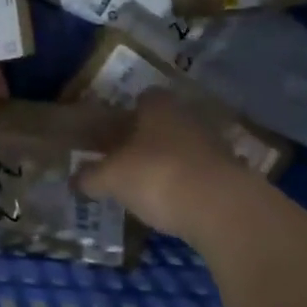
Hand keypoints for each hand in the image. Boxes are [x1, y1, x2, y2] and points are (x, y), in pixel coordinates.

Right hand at [76, 89, 259, 238]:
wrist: (221, 208)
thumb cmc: (156, 176)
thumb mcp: (110, 178)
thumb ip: (90, 176)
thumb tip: (75, 178)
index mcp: (159, 106)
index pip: (144, 97)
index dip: (127, 113)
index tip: (113, 133)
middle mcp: (189, 117)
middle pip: (164, 122)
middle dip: (146, 138)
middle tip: (124, 160)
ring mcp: (214, 144)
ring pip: (183, 147)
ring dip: (168, 161)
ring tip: (146, 185)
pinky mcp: (231, 174)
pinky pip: (199, 173)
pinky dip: (186, 183)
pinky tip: (171, 202)